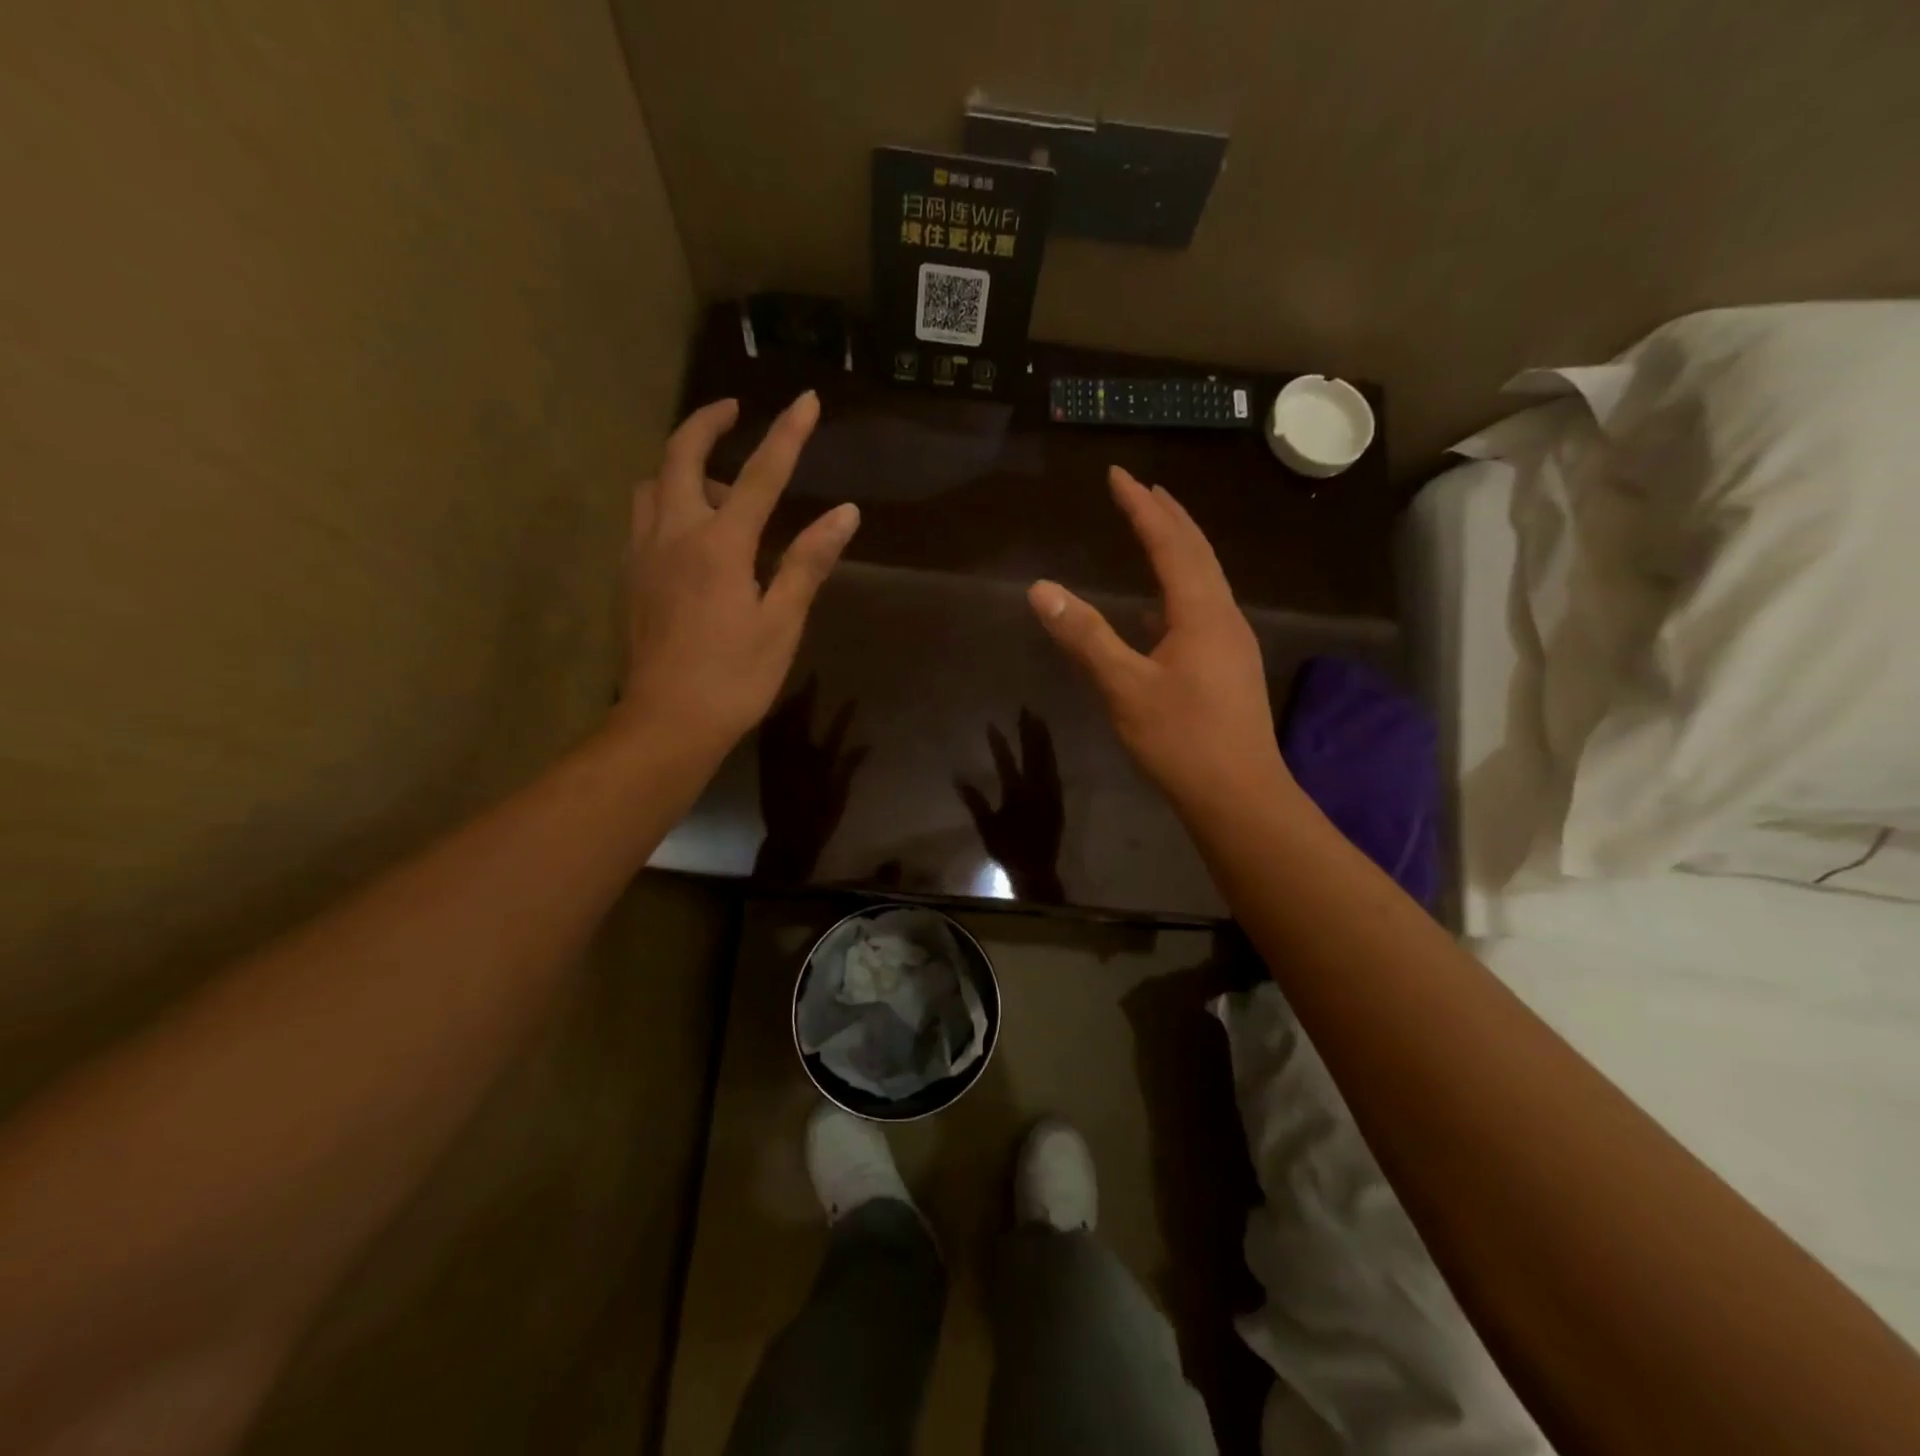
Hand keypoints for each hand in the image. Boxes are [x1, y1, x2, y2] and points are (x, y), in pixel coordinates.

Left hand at [616, 392, 858, 756]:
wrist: (666, 722)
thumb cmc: (734, 677)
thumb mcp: (782, 622)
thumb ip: (808, 562)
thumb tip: (845, 513)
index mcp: (719, 545)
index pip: (760, 475)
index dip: (787, 434)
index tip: (807, 400)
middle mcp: (673, 534)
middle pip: (680, 456)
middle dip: (707, 422)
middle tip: (732, 410)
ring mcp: (643, 554)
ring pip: (652, 485)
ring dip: (682, 467)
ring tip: (718, 488)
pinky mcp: (629, 577)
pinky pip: (643, 518)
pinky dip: (666, 502)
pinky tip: (691, 533)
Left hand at [754, 676, 868, 886]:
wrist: (788, 839)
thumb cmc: (819, 819)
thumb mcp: (839, 794)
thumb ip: (850, 767)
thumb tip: (866, 744)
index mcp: (819, 764)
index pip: (834, 732)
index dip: (842, 714)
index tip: (851, 697)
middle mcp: (796, 757)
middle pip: (801, 721)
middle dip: (806, 698)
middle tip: (812, 679)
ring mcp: (778, 761)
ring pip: (781, 726)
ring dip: (787, 706)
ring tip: (793, 691)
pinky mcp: (765, 766)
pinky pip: (766, 739)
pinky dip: (771, 724)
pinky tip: (772, 715)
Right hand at [956, 709, 1065, 902]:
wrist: (1037, 869)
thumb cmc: (1008, 850)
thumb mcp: (987, 827)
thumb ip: (975, 802)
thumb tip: (959, 778)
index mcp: (1017, 794)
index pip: (1006, 761)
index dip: (998, 742)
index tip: (992, 724)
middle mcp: (1037, 789)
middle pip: (1034, 753)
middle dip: (1029, 730)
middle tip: (1026, 709)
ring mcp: (1050, 793)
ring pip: (1048, 759)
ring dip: (1044, 739)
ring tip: (1039, 721)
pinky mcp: (1058, 800)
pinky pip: (1055, 771)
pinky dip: (1050, 756)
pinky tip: (1048, 750)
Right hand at [1029, 467, 1293, 815]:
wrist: (1240, 796)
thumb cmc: (1182, 740)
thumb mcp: (1124, 687)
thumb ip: (1085, 636)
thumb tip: (1042, 588)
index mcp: (1201, 612)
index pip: (1170, 543)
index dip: (1141, 507)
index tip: (1118, 475)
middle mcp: (1223, 617)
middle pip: (1197, 552)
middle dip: (1167, 517)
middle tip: (1141, 489)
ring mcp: (1232, 643)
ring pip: (1204, 581)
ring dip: (1178, 550)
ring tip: (1153, 532)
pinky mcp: (1229, 667)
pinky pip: (1203, 610)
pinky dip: (1178, 592)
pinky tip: (1157, 611)